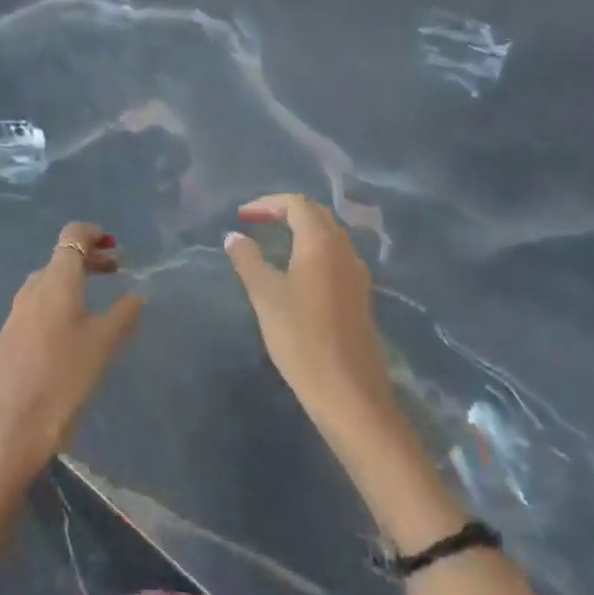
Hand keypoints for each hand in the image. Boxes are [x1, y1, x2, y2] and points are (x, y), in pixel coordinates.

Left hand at [0, 222, 143, 482]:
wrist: (11, 427)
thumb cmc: (64, 379)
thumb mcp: (103, 345)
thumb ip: (123, 314)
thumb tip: (137, 294)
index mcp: (55, 281)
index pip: (71, 235)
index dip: (93, 233)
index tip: (115, 245)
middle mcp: (31, 289)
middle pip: (60, 259)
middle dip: (89, 259)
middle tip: (116, 269)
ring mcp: (15, 313)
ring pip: (47, 283)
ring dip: (73, 282)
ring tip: (97, 301)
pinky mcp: (8, 337)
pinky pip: (37, 306)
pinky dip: (58, 303)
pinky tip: (71, 331)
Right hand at [224, 193, 400, 443]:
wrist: (348, 391)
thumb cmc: (300, 337)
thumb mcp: (265, 295)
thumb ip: (247, 260)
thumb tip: (234, 236)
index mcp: (320, 243)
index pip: (297, 204)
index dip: (267, 203)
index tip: (242, 216)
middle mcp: (344, 250)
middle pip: (317, 215)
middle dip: (285, 212)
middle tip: (256, 221)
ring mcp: (356, 273)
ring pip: (329, 235)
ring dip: (301, 230)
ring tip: (273, 241)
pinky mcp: (359, 295)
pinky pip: (335, 256)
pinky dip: (313, 249)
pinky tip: (296, 270)